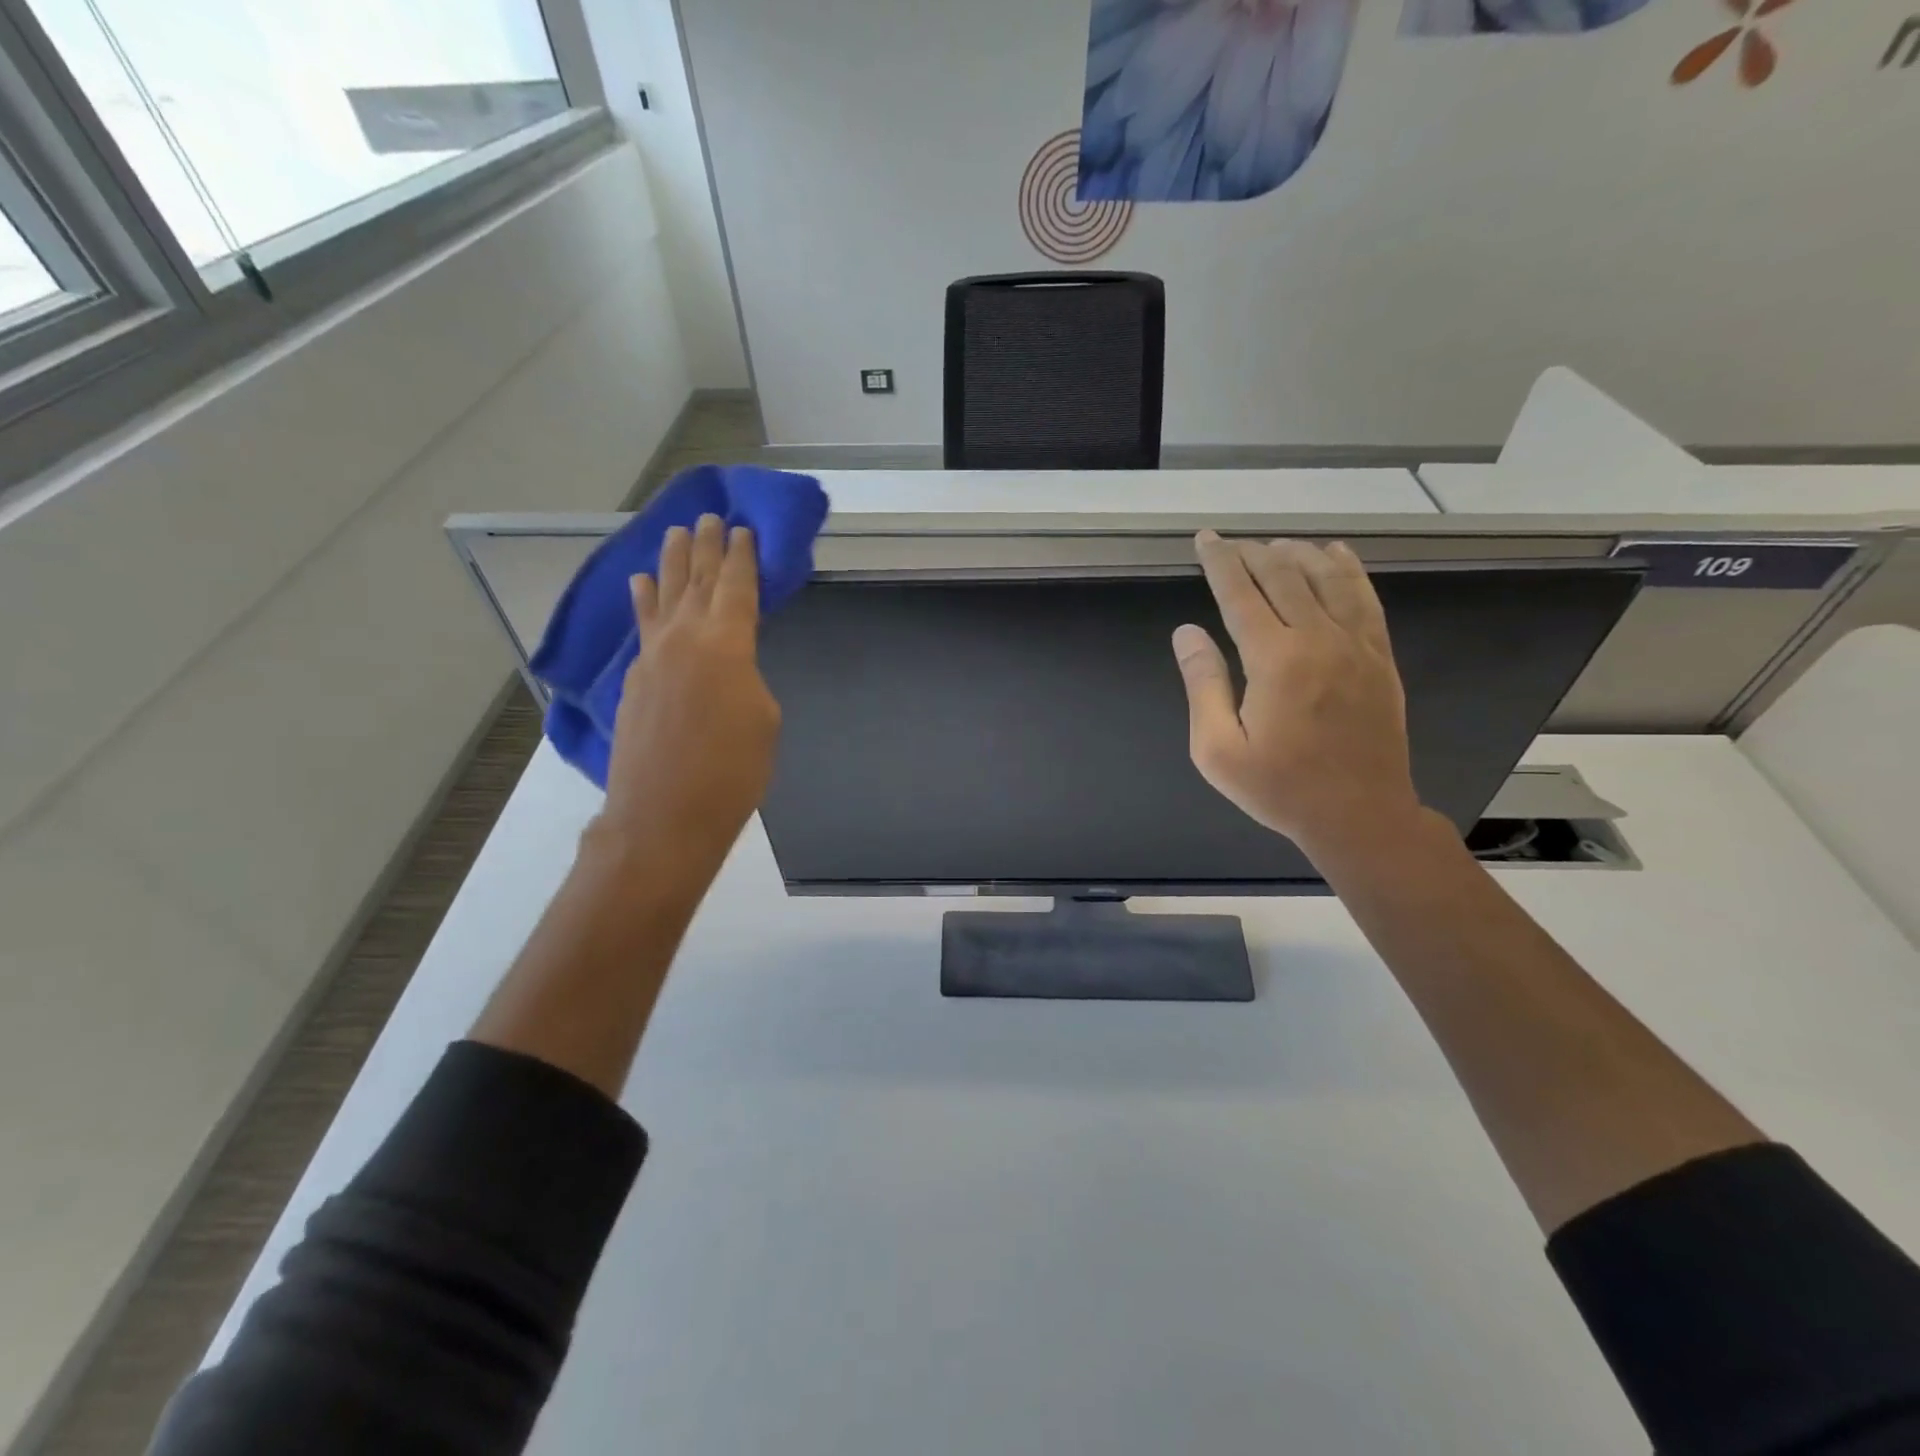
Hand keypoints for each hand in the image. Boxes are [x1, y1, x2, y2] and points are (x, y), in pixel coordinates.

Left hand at [595, 513, 780, 883]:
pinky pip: (643, 625)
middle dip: (705, 546)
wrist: (664, 816)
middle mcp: (685, 638)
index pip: (737, 587)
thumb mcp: (764, 720)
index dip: (742, 556)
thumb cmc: (732, 772)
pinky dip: (645, 601)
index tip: (742, 529)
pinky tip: (642, 586)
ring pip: (664, 595)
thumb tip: (729, 668)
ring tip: (673, 534)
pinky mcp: (634, 680)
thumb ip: (748, 679)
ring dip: (671, 563)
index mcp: (727, 644)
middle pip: (697, 580)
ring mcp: (653, 657)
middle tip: (708, 516)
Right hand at [1173, 532, 1423, 860]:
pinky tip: (1336, 556)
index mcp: (1275, 659)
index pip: (1240, 593)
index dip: (1220, 562)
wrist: (1359, 816)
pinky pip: (1365, 599)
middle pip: (1284, 576)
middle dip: (1253, 553)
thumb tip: (1187, 633)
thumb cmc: (1278, 788)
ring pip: (1328, 579)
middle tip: (1232, 543)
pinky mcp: (1380, 658)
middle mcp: (1319, 639)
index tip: (1205, 539)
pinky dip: (1348, 571)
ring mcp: (1357, 646)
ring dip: (1298, 554)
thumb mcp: (1217, 749)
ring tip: (1275, 543)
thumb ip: (1202, 684)